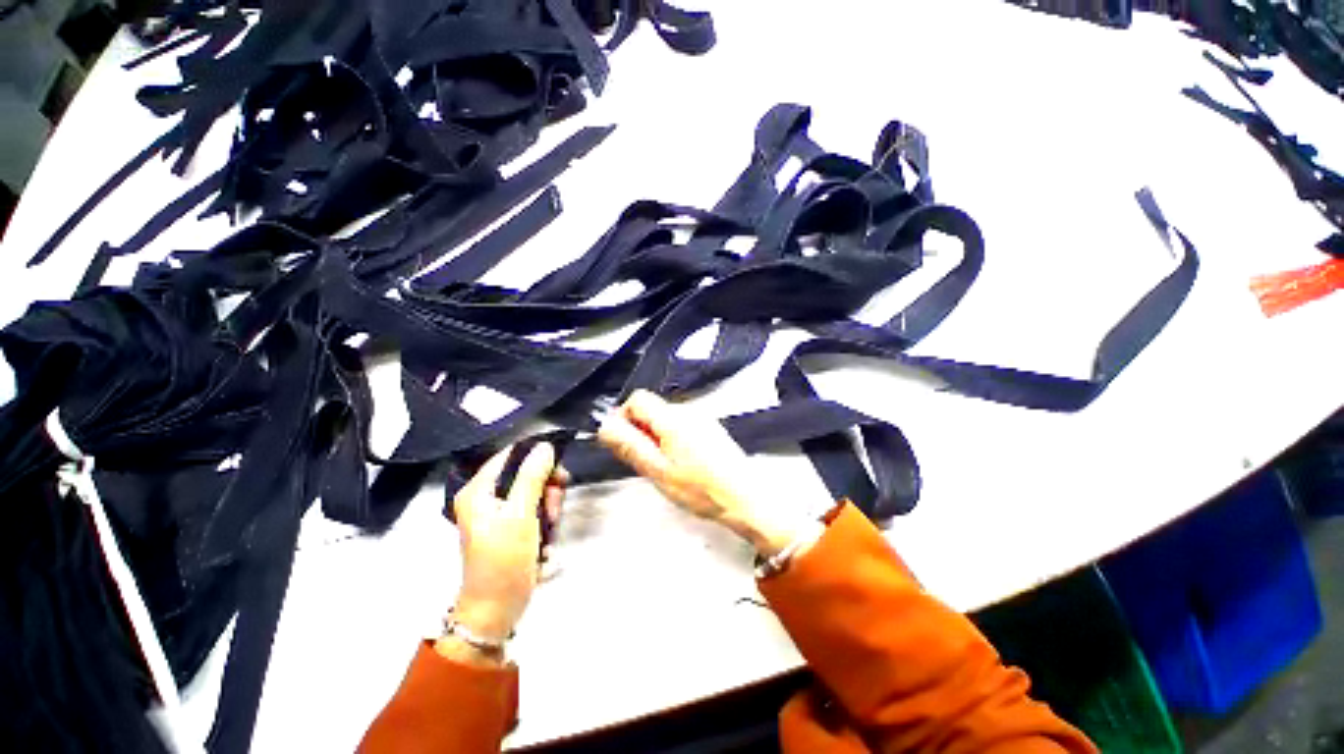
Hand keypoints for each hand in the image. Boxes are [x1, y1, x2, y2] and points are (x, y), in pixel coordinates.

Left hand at [450, 443, 566, 643]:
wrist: (496, 610)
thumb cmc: (504, 560)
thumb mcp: (521, 514)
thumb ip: (532, 476)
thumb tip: (545, 445)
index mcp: (478, 490)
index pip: (510, 454)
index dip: (537, 455)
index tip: (560, 468)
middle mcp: (485, 497)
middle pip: (526, 473)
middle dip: (547, 488)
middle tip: (555, 506)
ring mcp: (497, 513)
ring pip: (535, 491)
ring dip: (549, 506)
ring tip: (551, 528)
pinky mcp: (510, 526)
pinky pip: (535, 508)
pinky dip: (545, 519)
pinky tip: (547, 537)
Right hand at [598, 390, 815, 556]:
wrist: (744, 497)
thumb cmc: (700, 488)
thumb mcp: (657, 471)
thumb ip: (630, 446)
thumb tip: (606, 426)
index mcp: (672, 418)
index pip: (637, 399)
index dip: (624, 416)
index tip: (624, 441)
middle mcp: (688, 411)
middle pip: (652, 408)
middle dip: (640, 430)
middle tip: (644, 461)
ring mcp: (701, 419)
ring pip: (665, 419)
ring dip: (655, 437)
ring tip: (663, 467)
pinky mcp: (710, 429)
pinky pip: (681, 426)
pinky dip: (672, 440)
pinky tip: (680, 465)